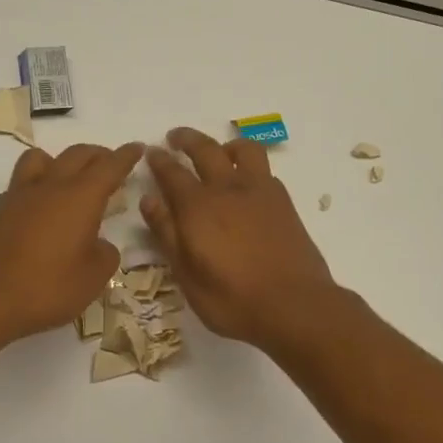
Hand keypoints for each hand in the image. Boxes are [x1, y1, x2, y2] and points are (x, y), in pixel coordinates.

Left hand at [0, 142, 144, 348]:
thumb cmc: (46, 288)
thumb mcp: (93, 279)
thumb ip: (105, 255)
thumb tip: (99, 245)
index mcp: (79, 197)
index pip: (109, 166)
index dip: (126, 156)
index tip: (137, 148)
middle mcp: (49, 187)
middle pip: (77, 155)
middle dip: (98, 155)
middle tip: (110, 164)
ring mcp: (18, 196)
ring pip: (42, 159)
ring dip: (61, 161)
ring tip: (69, 179)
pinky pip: (21, 183)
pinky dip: (38, 185)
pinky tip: (40, 209)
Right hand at [142, 128, 338, 347]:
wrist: (294, 304)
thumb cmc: (231, 298)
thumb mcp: (187, 274)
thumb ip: (167, 233)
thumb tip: (149, 200)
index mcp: (198, 206)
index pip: (172, 172)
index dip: (159, 160)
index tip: (151, 152)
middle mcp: (228, 189)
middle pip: (205, 150)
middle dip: (187, 139)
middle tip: (175, 137)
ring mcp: (260, 192)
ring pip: (243, 150)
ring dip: (225, 145)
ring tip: (218, 152)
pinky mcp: (284, 202)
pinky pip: (264, 170)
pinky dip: (250, 166)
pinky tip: (247, 182)